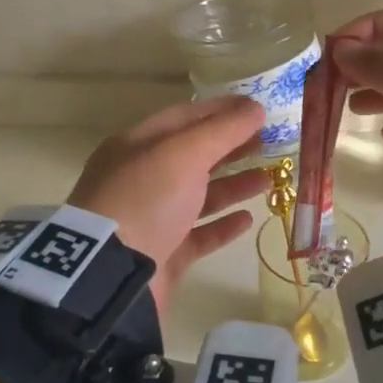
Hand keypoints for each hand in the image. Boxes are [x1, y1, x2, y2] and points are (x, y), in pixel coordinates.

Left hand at [67, 94, 269, 317]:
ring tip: (269, 180)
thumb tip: (256, 108)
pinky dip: (223, 225)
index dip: (221, 110)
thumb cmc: (146, 199)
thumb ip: (223, 130)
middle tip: (270, 143)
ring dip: (234, 185)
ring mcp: (152, 218)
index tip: (257, 109)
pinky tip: (248, 220)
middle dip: (231, 148)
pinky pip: (199, 235)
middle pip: (193, 156)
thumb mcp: (184, 154)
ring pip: (200, 196)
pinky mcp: (164, 254)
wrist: (112, 274)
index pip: (184, 117)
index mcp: (137, 146)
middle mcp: (142, 179)